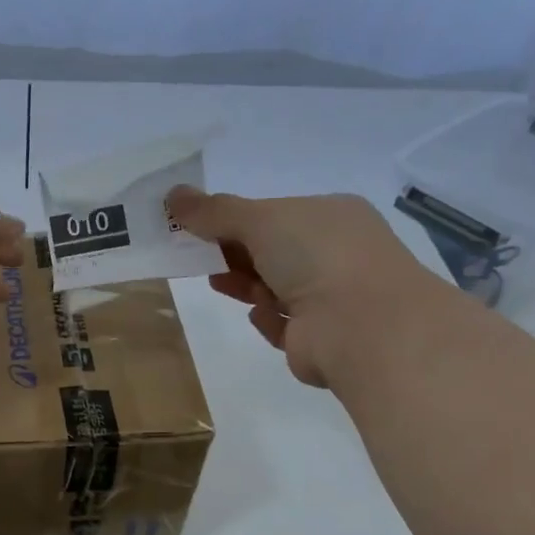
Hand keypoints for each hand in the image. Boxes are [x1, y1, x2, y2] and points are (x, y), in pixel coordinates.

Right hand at [165, 186, 425, 388]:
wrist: (362, 327)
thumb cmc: (316, 256)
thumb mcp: (259, 220)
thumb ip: (213, 211)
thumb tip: (172, 195)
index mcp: (333, 216)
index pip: (278, 214)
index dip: (238, 220)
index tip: (201, 228)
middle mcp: (339, 254)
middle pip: (275, 251)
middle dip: (236, 253)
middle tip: (197, 256)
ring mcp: (334, 299)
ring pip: (278, 287)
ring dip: (247, 284)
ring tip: (215, 282)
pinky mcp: (321, 339)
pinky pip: (286, 324)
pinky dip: (269, 319)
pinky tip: (258, 315)